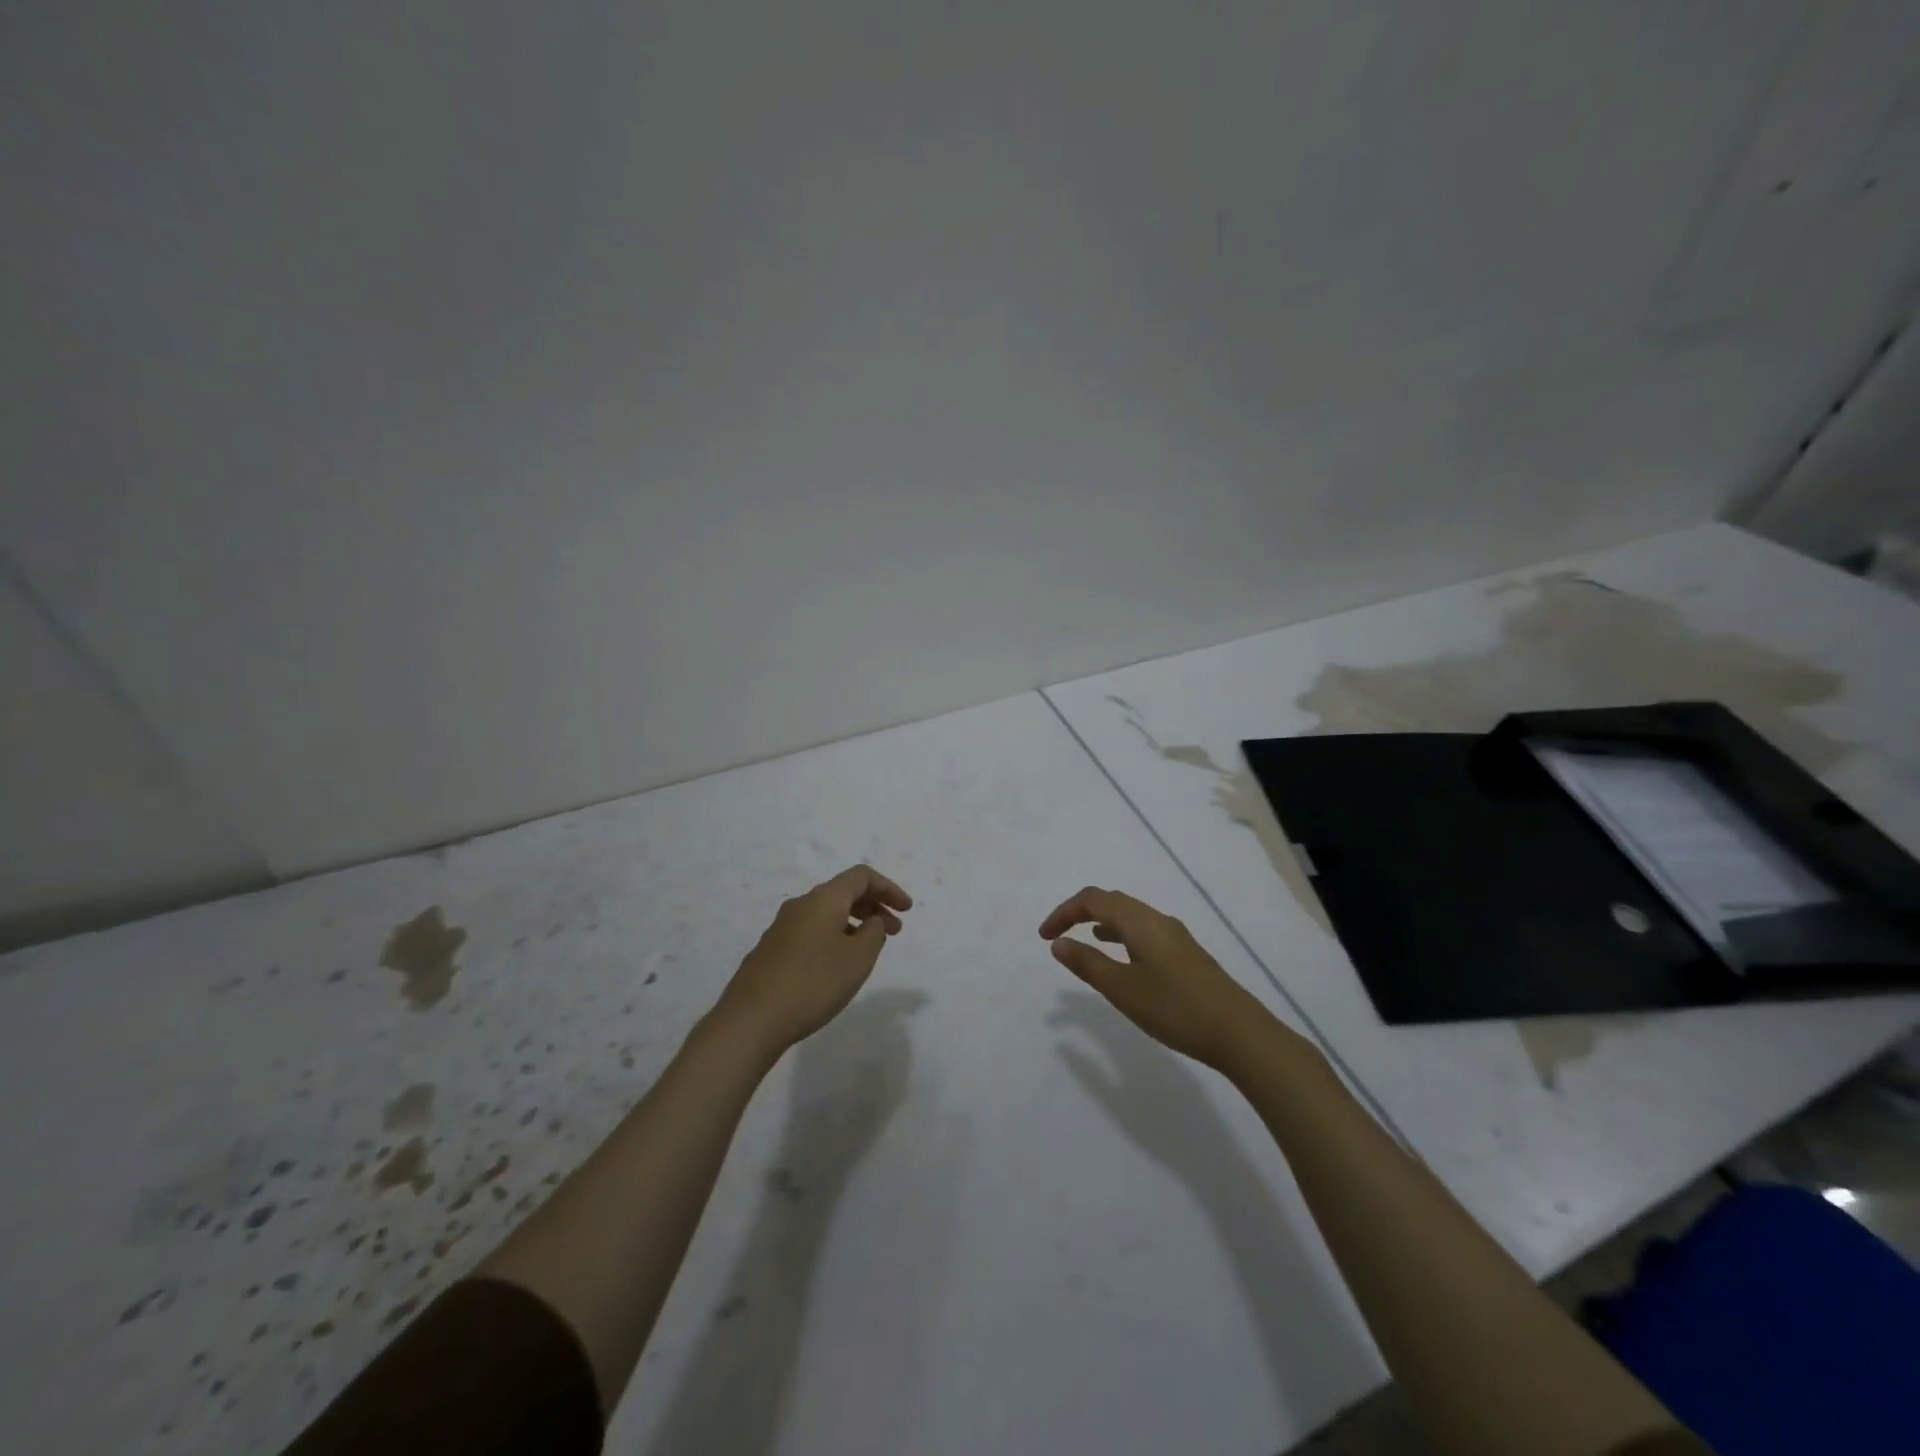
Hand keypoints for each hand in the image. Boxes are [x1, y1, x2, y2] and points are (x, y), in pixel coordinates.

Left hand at [713, 865, 913, 1057]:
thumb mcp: (858, 958)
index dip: (889, 888)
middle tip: (895, 930)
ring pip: (826, 914)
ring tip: (868, 950)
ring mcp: (781, 928)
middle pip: (843, 892)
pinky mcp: (771, 951)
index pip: (861, 876)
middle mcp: (801, 905)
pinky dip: (833, 937)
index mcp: (823, 899)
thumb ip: (873, 932)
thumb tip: (870, 921)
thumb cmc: (813, 983)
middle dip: (873, 906)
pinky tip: (837, 966)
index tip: (907, 910)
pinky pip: (811, 932)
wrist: (751, 1019)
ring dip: (853, 924)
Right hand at [1039, 887, 1271, 1071]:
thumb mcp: (1123, 989)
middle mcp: (1158, 919)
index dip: (1064, 912)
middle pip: (1112, 901)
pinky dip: (1121, 935)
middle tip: (1057, 936)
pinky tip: (1122, 958)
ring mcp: (1175, 936)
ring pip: (1130, 916)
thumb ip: (1088, 964)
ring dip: (1101, 922)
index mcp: (1140, 921)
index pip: (1093, 899)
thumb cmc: (1175, 1009)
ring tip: (1083, 942)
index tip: (1044, 937)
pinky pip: (1143, 930)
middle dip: (1080, 913)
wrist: (1240, 1033)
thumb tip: (1058, 942)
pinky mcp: (1186, 954)